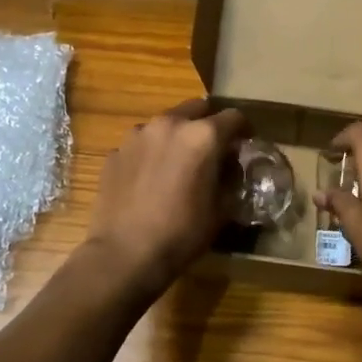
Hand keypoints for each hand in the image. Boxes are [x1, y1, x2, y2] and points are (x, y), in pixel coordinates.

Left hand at [83, 99, 248, 295]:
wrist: (124, 254)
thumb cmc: (181, 233)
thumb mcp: (221, 209)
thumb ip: (230, 177)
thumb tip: (230, 165)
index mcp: (202, 136)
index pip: (234, 117)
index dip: (244, 131)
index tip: (245, 145)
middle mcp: (169, 123)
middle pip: (197, 108)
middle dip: (209, 123)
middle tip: (212, 149)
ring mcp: (138, 134)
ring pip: (166, 123)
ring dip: (177, 135)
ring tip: (178, 163)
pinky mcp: (116, 150)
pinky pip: (142, 143)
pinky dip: (151, 152)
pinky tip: (150, 178)